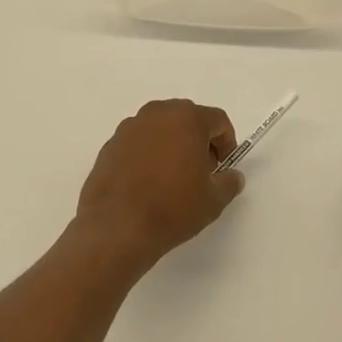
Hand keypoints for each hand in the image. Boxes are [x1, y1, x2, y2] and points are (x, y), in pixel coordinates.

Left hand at [74, 99, 243, 275]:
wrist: (117, 227)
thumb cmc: (172, 208)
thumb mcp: (213, 201)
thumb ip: (229, 182)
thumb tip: (232, 176)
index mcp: (186, 119)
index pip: (217, 120)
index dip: (226, 142)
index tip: (223, 167)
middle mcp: (157, 114)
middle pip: (187, 118)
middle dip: (199, 141)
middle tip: (201, 171)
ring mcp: (129, 128)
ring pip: (160, 128)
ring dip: (171, 145)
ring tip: (172, 178)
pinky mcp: (110, 145)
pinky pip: (138, 142)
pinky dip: (147, 154)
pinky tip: (147, 183)